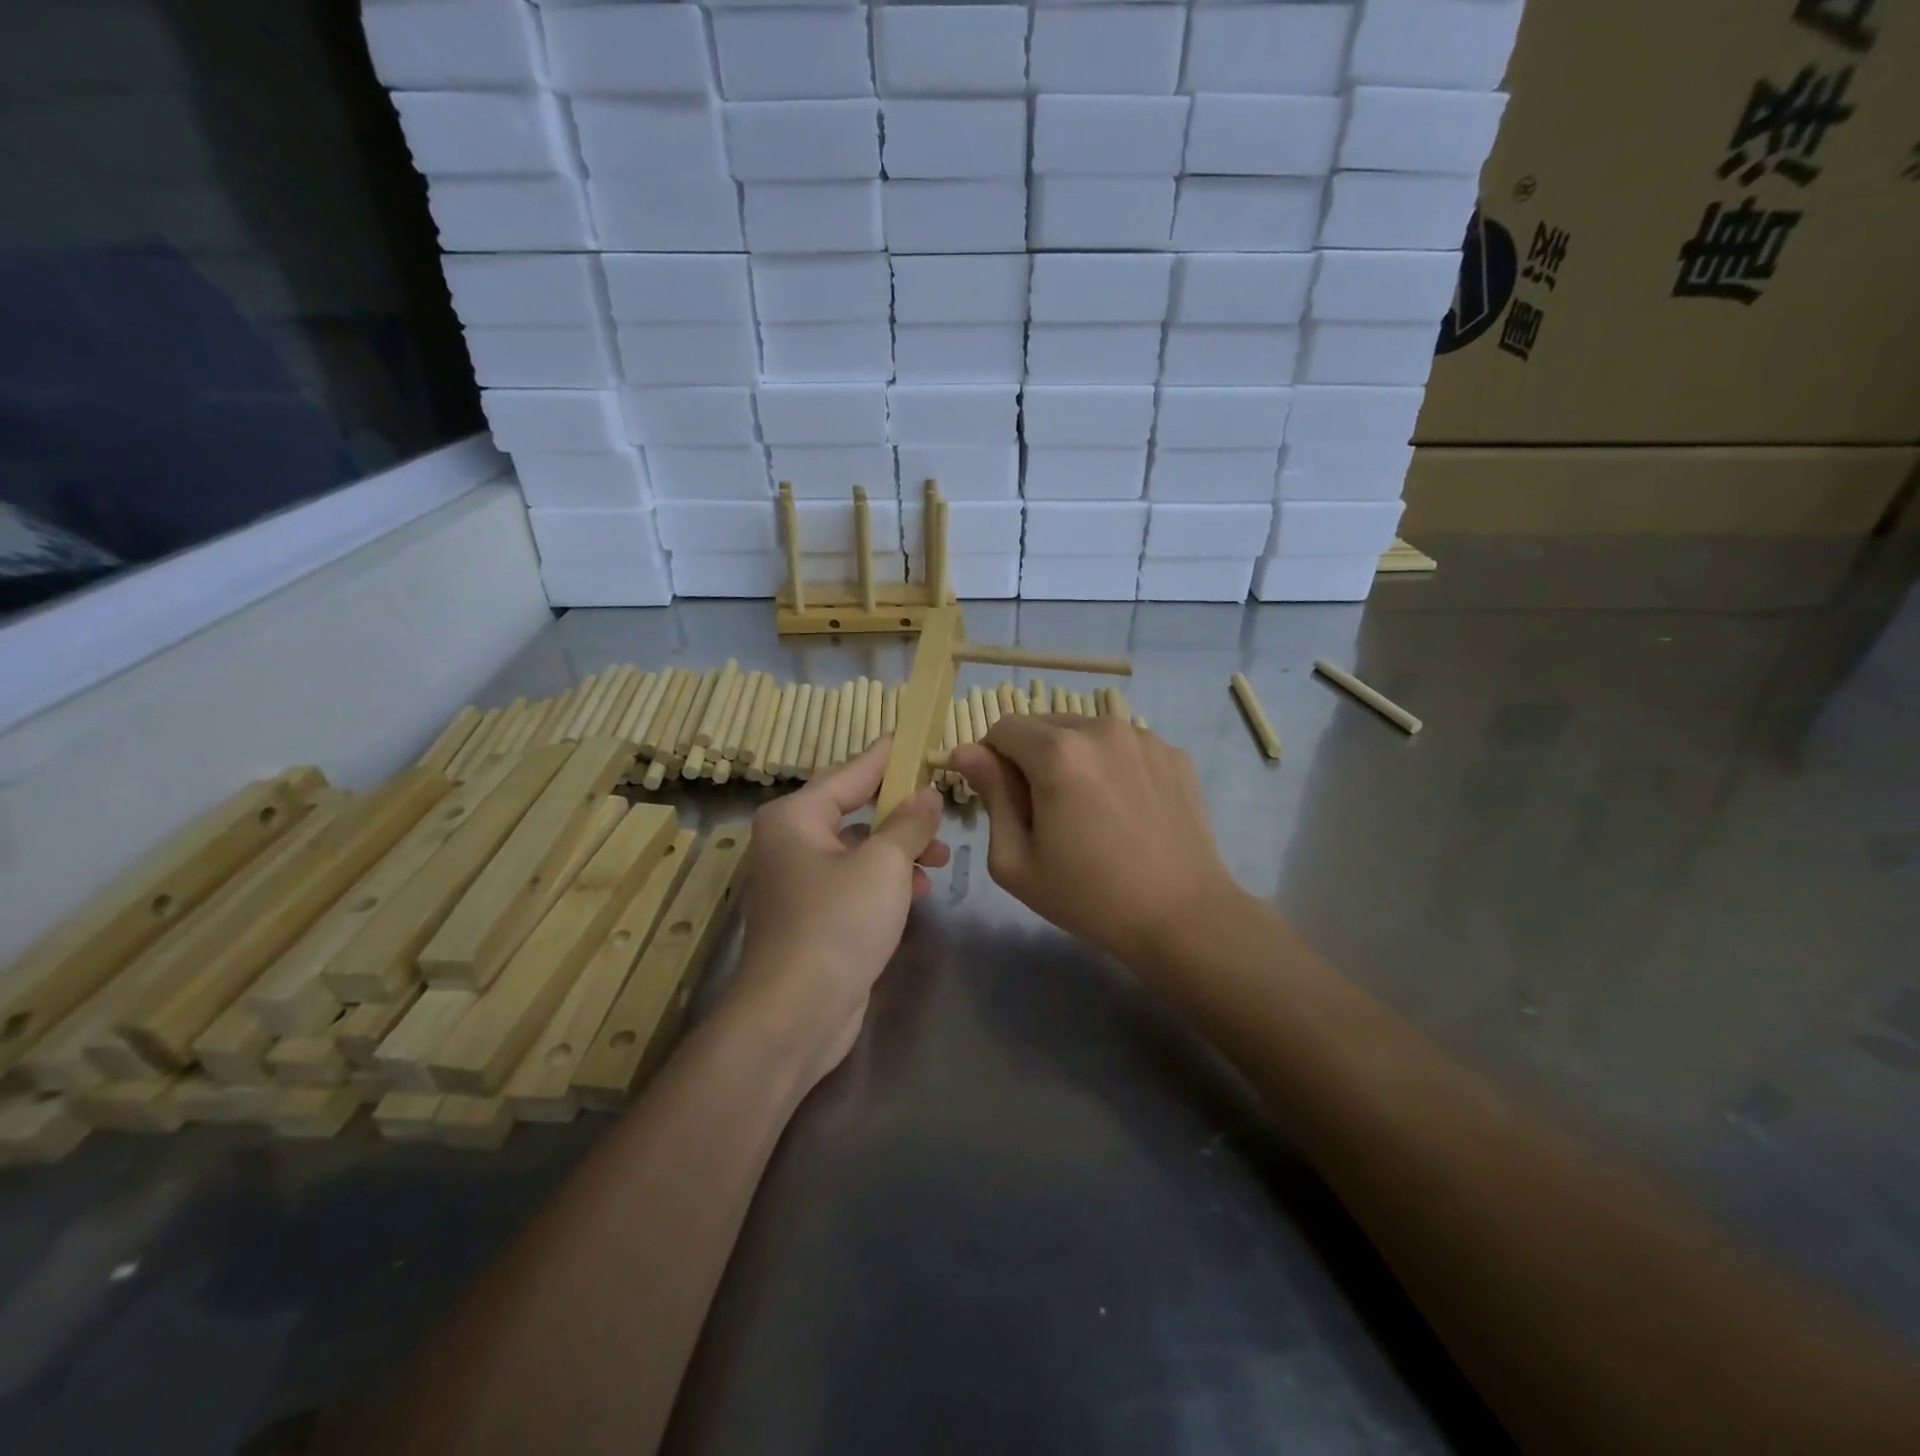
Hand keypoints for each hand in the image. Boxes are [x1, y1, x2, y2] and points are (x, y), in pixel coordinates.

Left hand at [731, 739, 948, 1090]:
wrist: (797, 1014)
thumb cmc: (838, 922)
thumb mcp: (884, 864)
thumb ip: (909, 823)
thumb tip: (926, 794)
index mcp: (795, 817)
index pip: (851, 772)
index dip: (887, 756)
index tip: (917, 737)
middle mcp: (790, 843)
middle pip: (855, 811)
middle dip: (902, 812)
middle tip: (943, 807)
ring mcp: (799, 882)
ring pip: (859, 849)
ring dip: (900, 850)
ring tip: (942, 858)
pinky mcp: (813, 916)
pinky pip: (855, 882)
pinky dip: (886, 881)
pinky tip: (920, 891)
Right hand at [949, 715, 1242, 969]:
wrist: (1182, 917)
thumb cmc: (1088, 896)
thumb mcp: (1016, 859)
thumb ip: (990, 795)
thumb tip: (967, 752)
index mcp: (1058, 752)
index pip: (1003, 728)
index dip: (992, 758)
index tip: (1003, 798)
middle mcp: (1102, 728)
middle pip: (1045, 725)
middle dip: (1032, 757)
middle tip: (1045, 811)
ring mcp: (1144, 738)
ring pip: (1086, 733)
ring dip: (1074, 758)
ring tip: (1090, 811)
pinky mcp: (1173, 754)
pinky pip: (1124, 746)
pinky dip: (1112, 766)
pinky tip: (1125, 810)